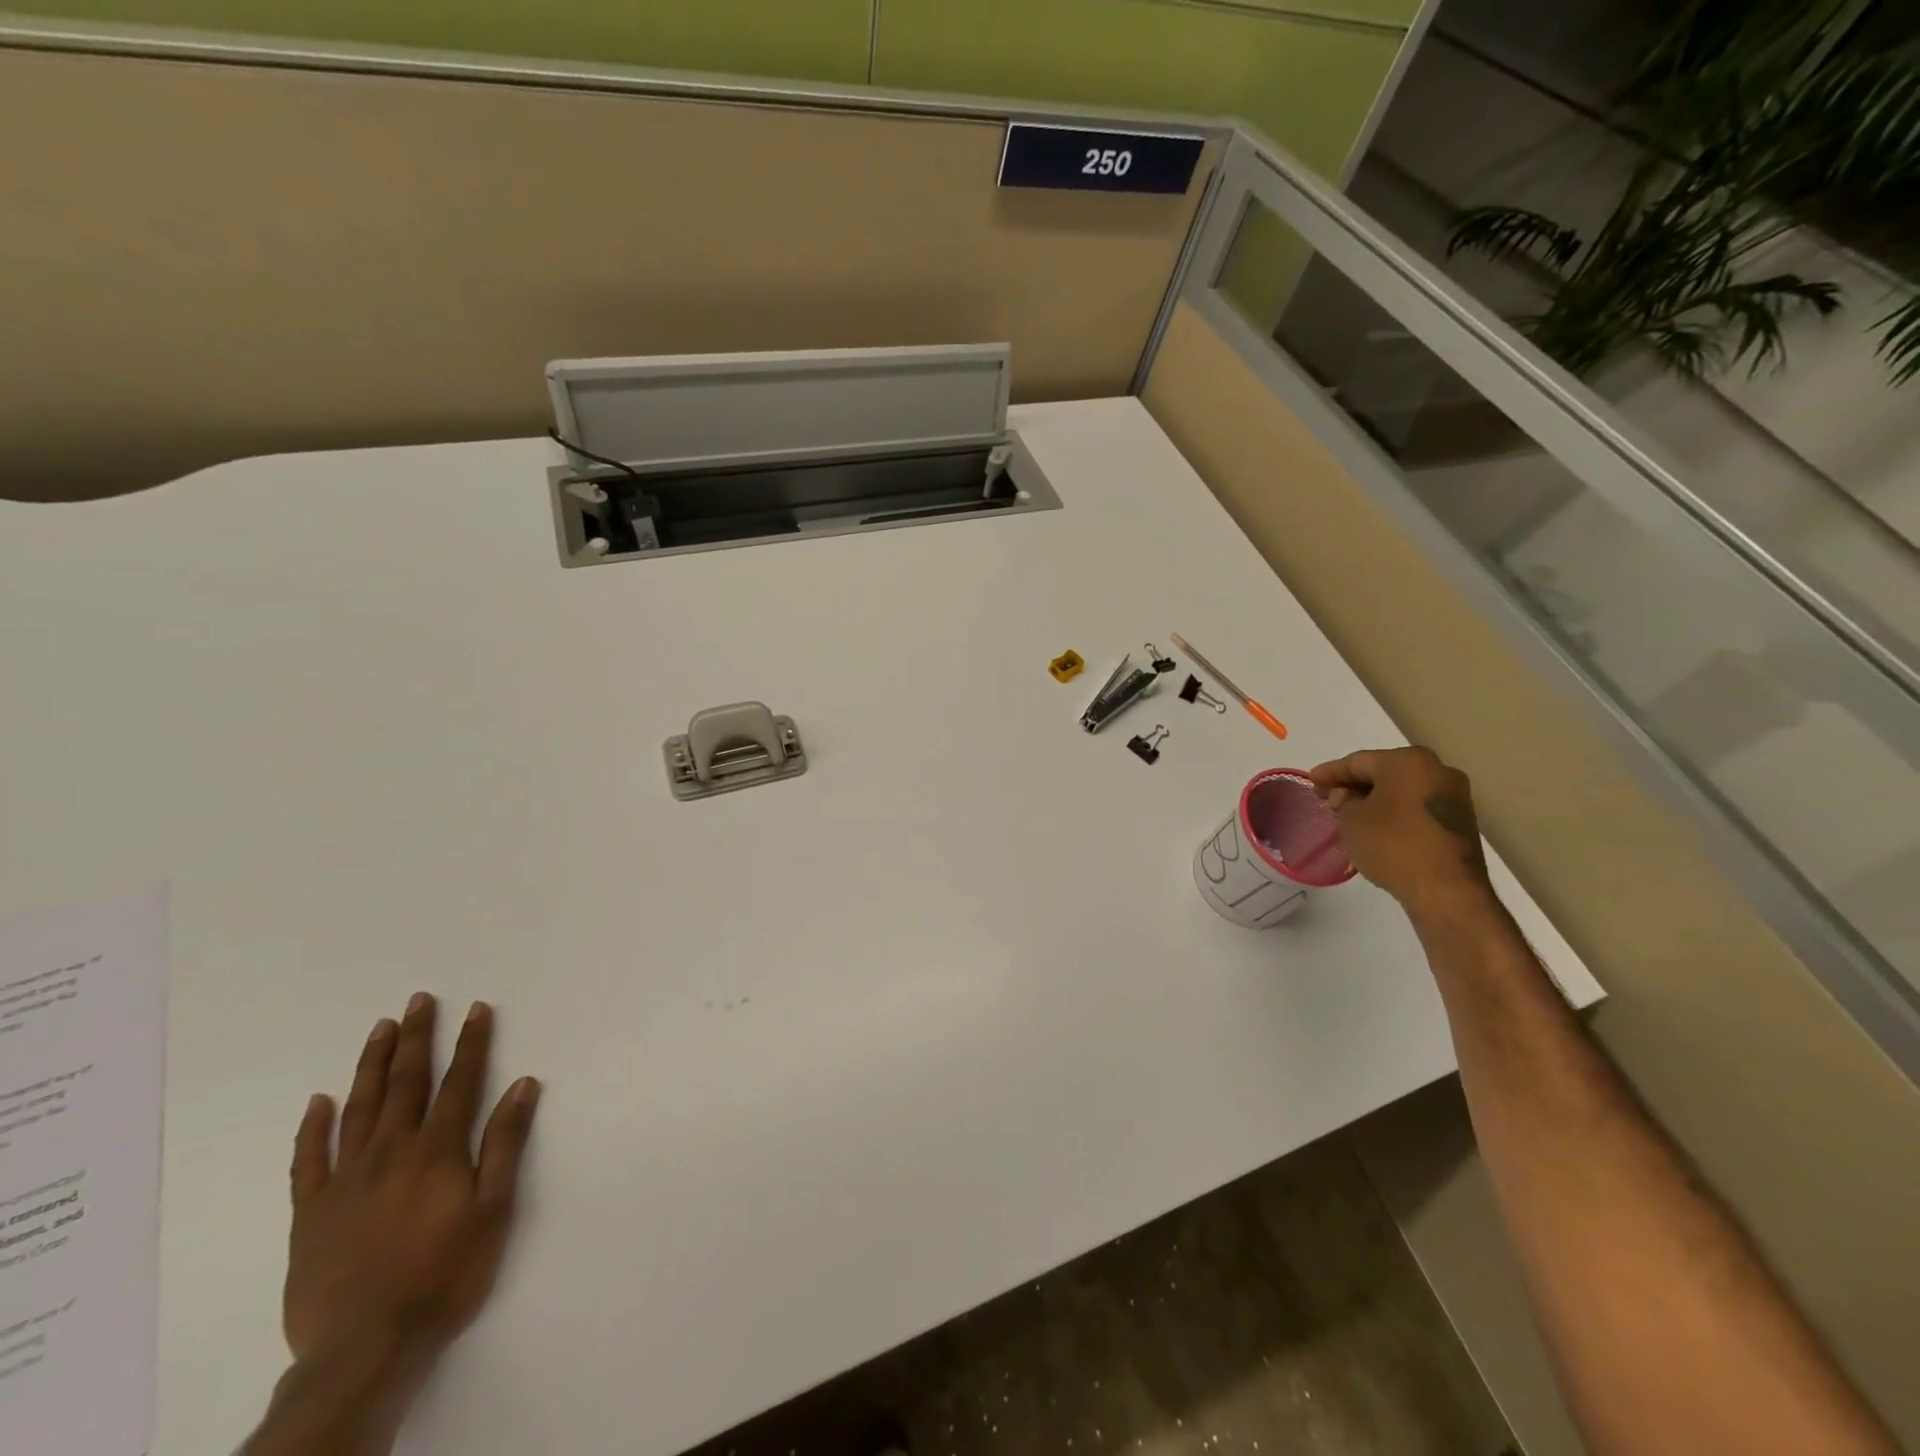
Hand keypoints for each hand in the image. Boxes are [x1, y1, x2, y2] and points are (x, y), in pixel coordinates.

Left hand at [286, 994, 540, 1379]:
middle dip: (416, 1038)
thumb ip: (505, 1143)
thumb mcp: (493, 1208)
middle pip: (405, 1083)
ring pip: (359, 1108)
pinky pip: (310, 1159)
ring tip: (380, 1029)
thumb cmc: (445, 1273)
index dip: (471, 1042)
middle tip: (419, 1000)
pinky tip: (320, 1101)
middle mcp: (390, 1152)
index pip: (459, 1081)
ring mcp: (346, 1180)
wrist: (364, 1348)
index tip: (477, 1008)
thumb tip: (522, 1083)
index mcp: (437, 1150)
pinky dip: (314, 1127)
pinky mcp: (311, 1212)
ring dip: (371, 1065)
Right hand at [1310, 747, 1493, 915]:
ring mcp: (1454, 796)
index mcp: (1408, 761)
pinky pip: (1418, 807)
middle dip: (1355, 784)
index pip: (1358, 761)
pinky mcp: (1461, 821)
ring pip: (1403, 790)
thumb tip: (1347, 795)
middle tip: (1329, 797)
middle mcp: (1437, 769)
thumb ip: (1343, 800)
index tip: (1311, 780)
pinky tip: (1378, 826)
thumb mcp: (1351, 820)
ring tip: (1351, 813)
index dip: (1330, 772)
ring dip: (1376, 799)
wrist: (1446, 890)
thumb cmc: (1392, 844)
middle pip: (1384, 772)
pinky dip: (1396, 812)